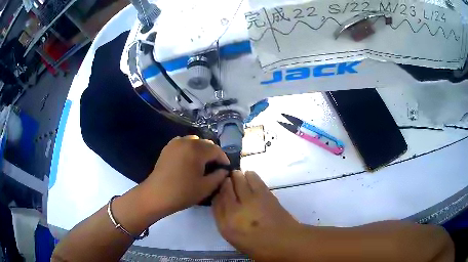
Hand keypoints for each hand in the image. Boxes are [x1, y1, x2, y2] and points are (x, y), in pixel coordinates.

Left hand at [141, 135, 229, 217]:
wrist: (156, 195)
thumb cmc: (183, 192)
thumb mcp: (206, 187)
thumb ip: (219, 176)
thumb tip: (223, 170)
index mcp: (197, 150)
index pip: (216, 150)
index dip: (223, 159)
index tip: (225, 169)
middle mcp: (186, 141)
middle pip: (206, 143)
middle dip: (213, 154)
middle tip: (215, 167)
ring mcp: (175, 143)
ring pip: (194, 141)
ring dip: (201, 150)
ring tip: (202, 163)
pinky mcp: (167, 148)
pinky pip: (183, 143)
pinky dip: (190, 148)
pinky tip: (189, 160)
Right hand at [212, 171, 301, 260]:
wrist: (285, 242)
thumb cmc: (261, 248)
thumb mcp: (238, 241)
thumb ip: (229, 224)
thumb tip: (228, 208)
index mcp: (226, 226)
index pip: (216, 203)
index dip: (217, 193)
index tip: (219, 189)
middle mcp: (234, 211)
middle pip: (225, 189)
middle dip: (225, 182)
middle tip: (228, 179)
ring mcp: (250, 201)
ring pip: (238, 181)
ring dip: (238, 176)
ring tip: (239, 175)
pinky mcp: (264, 194)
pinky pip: (254, 179)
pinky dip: (251, 175)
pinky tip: (250, 175)